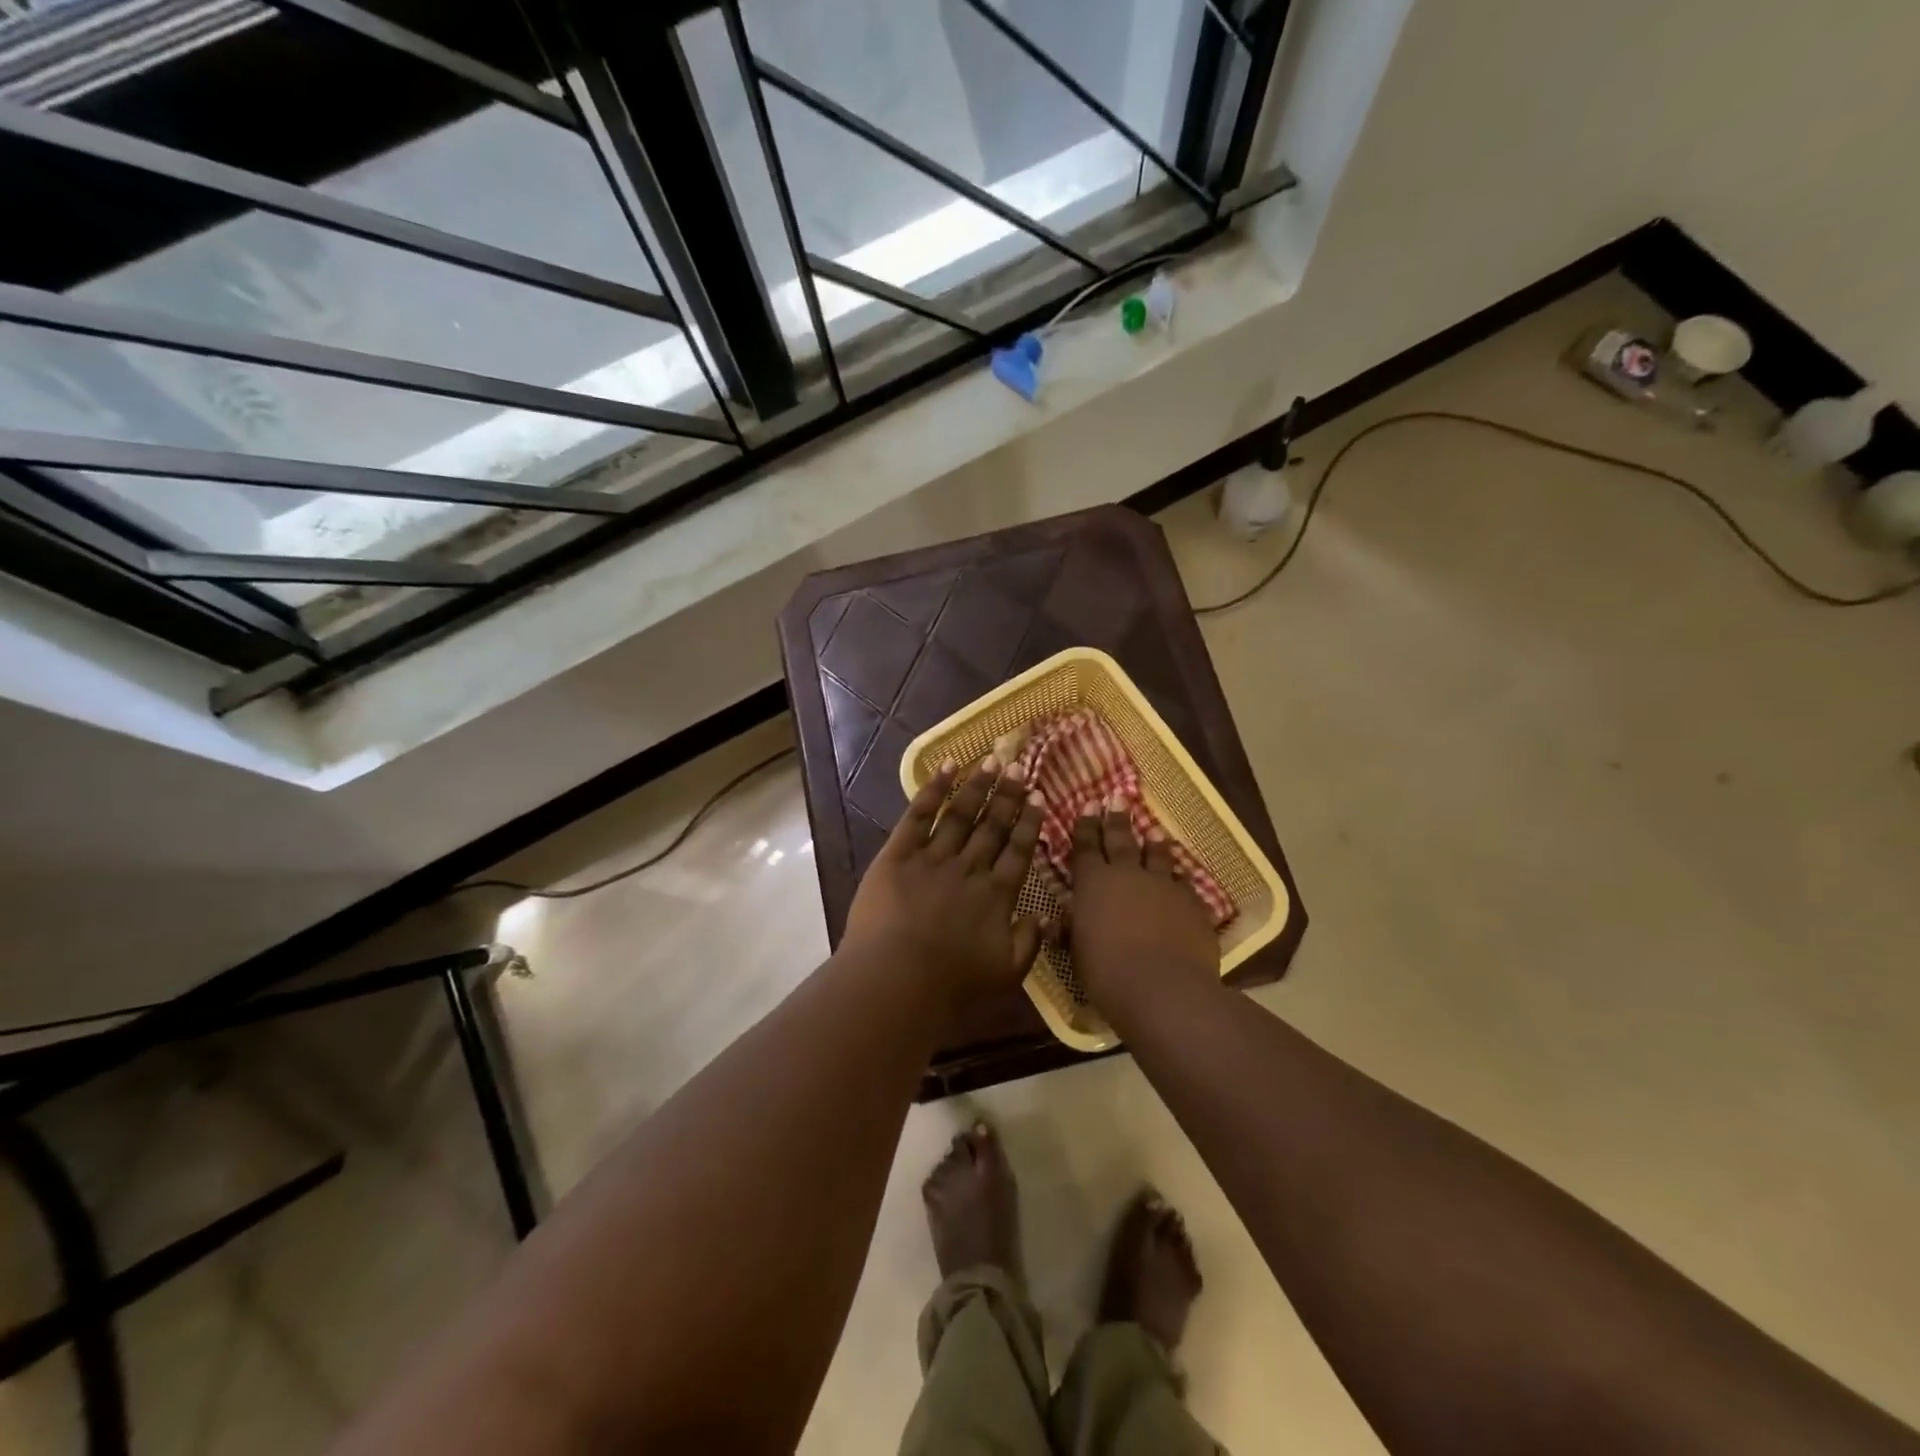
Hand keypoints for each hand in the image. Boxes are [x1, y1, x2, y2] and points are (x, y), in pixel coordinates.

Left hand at [842, 758, 1051, 1008]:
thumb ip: (1030, 942)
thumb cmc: (953, 984)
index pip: (1018, 850)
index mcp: (997, 895)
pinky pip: (919, 815)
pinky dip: (933, 790)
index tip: (1038, 796)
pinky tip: (947, 768)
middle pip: (993, 825)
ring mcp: (934, 857)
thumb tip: (1046, 916)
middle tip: (1018, 766)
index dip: (1029, 822)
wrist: (897, 979)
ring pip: (961, 814)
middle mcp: (970, 868)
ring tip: (992, 761)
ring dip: (978, 786)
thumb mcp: (1007, 973)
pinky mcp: (899, 854)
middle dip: (1007, 795)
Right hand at [1067, 801, 1219, 1014]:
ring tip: (1154, 830)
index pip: (1085, 847)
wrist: (1163, 988)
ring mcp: (1163, 886)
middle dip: (1116, 819)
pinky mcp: (1192, 903)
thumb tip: (1056, 922)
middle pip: (1121, 840)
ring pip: (1157, 855)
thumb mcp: (1077, 953)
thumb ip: (1070, 931)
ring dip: (1154, 842)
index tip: (1088, 805)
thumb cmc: (1107, 973)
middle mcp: (1127, 875)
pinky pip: (1184, 882)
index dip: (1085, 826)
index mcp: (1093, 884)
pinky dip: (1179, 876)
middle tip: (1117, 798)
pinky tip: (1181, 875)